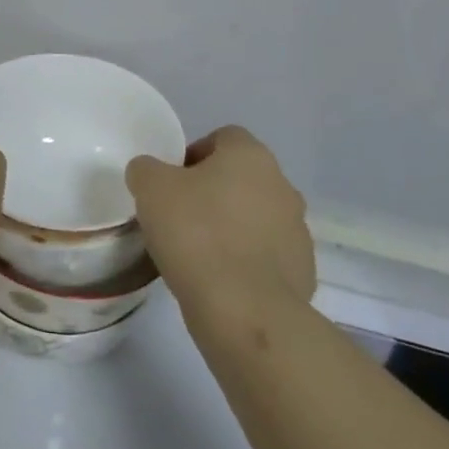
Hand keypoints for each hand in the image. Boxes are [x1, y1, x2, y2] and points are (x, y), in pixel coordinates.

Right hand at [125, 126, 314, 332]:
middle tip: (179, 218)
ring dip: (231, 227)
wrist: (245, 310)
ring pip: (254, 218)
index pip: (222, 138)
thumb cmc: (196, 234)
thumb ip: (146, 169)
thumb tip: (149, 173)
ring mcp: (297, 230)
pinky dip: (245, 262)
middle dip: (212, 193)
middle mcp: (282, 185)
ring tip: (198, 254)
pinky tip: (219, 280)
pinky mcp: (302, 271)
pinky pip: (266, 256)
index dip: (193, 155)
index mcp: (251, 156)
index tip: (170, 184)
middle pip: (240, 179)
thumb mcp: (150, 189)